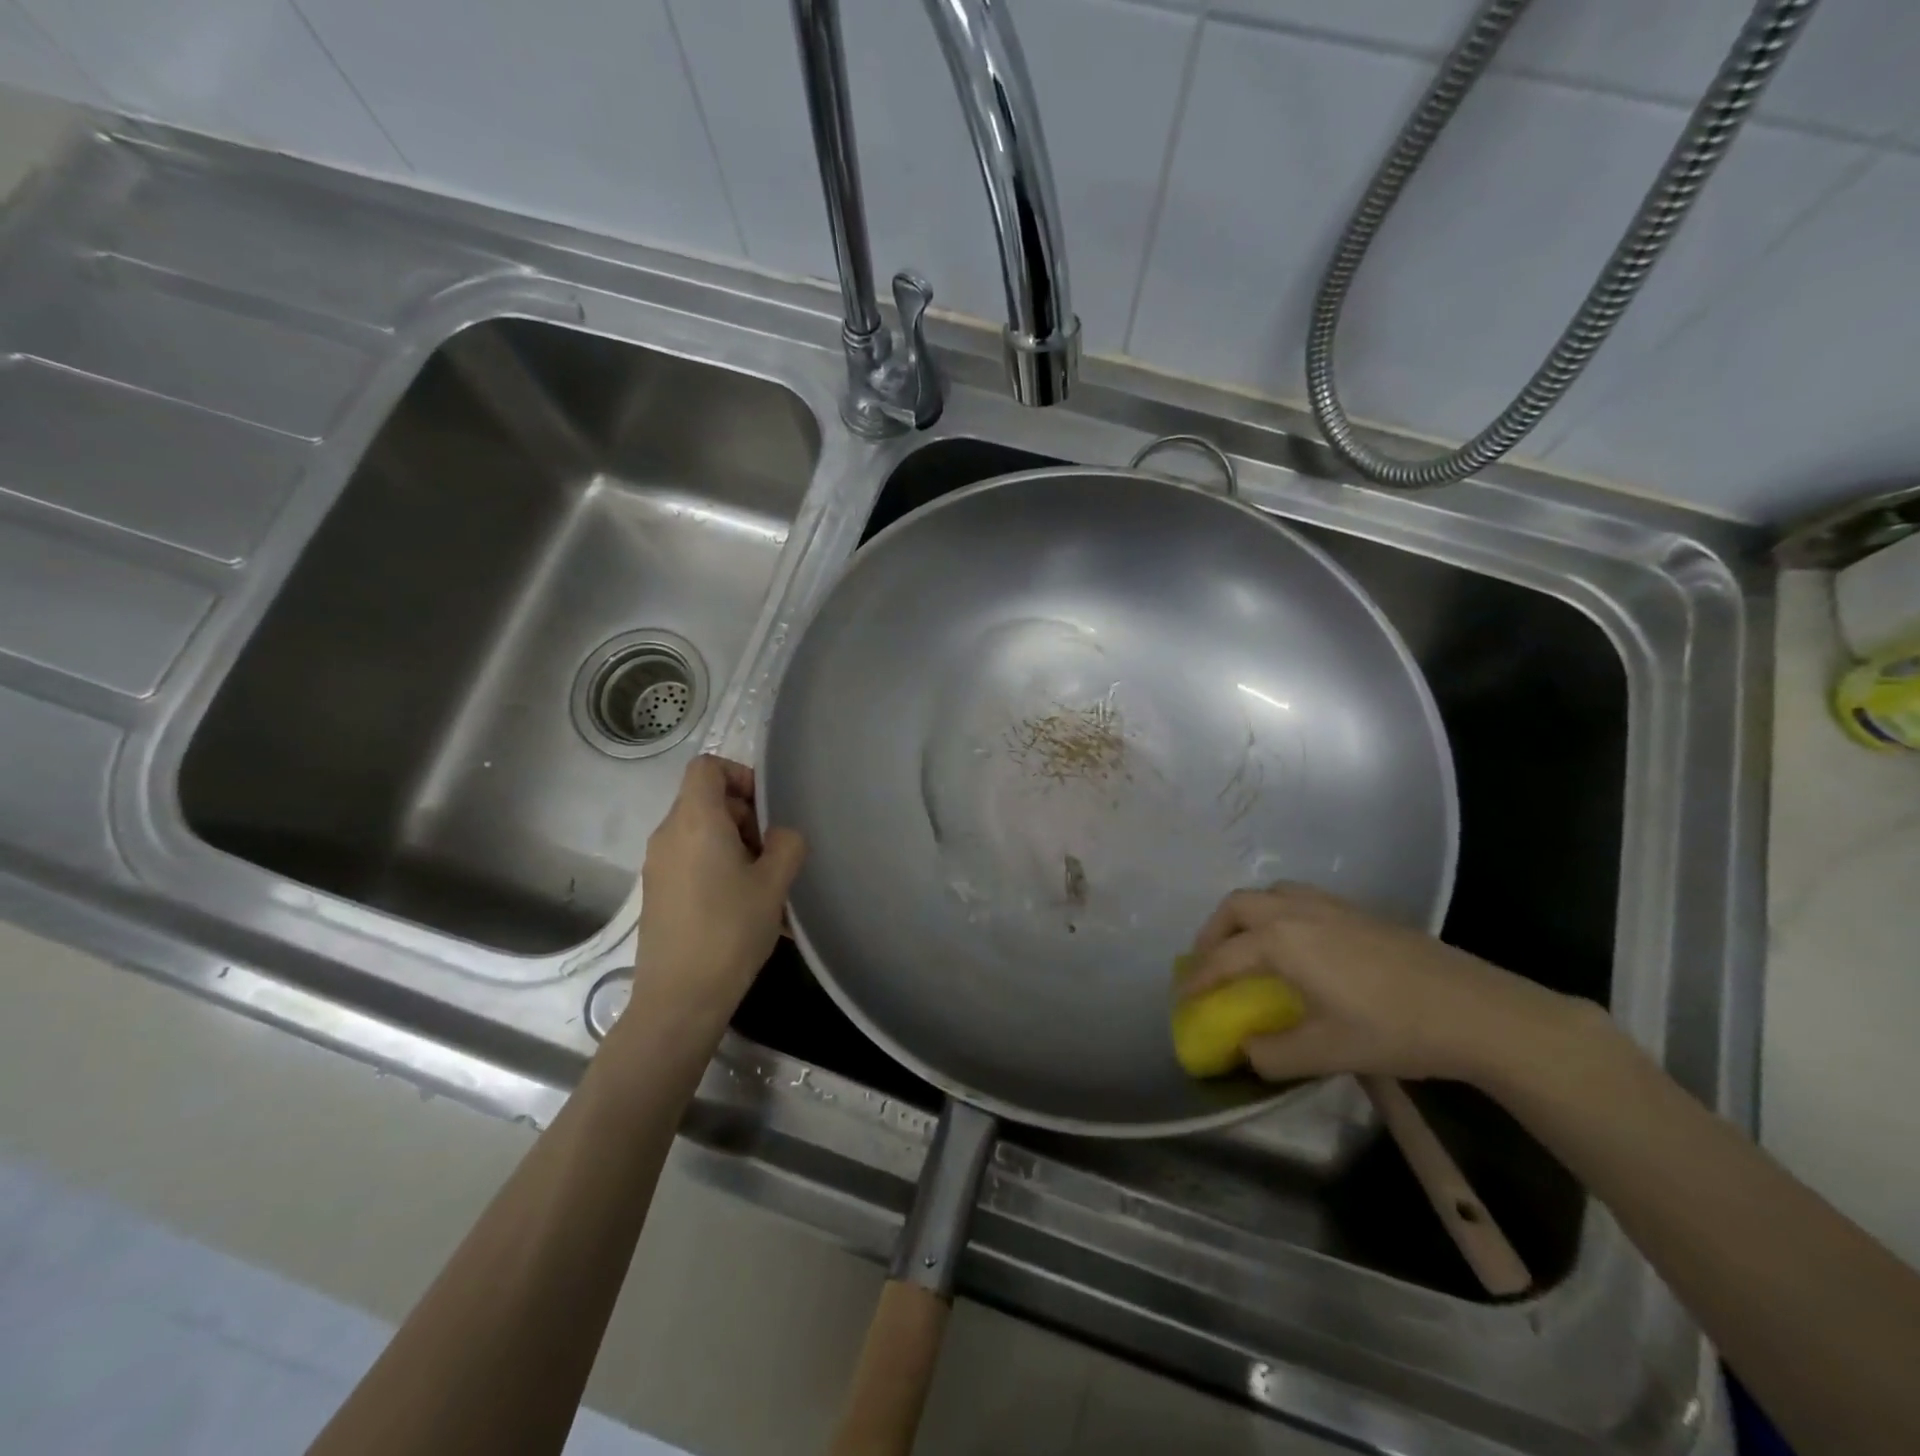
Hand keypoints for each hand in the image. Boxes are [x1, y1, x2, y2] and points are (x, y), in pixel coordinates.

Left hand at [634, 755, 805, 1013]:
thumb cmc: (730, 931)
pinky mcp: (657, 892)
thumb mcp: (774, 884)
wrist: (679, 998)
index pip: (707, 767)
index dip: (740, 775)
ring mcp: (658, 865)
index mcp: (695, 821)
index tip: (765, 809)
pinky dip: (717, 866)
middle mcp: (668, 834)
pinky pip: (691, 859)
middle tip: (771, 852)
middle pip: (705, 799)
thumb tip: (781, 836)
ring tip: (761, 883)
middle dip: (744, 816)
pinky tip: (742, 905)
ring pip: (700, 832)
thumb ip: (787, 844)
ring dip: (734, 844)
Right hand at [1179, 884, 1582, 1084]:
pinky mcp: (1357, 911)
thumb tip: (1247, 1050)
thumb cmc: (1395, 1030)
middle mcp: (1297, 911)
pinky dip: (1277, 914)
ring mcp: (1330, 906)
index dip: (1197, 980)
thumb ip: (1274, 1053)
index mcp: (1282, 941)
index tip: (1181, 999)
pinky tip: (1296, 945)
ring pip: (1269, 895)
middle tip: (1208, 964)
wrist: (1478, 1011)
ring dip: (1245, 917)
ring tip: (1245, 948)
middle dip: (1213, 933)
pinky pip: (1298, 898)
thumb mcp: (1327, 1052)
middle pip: (1237, 907)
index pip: (1223, 958)